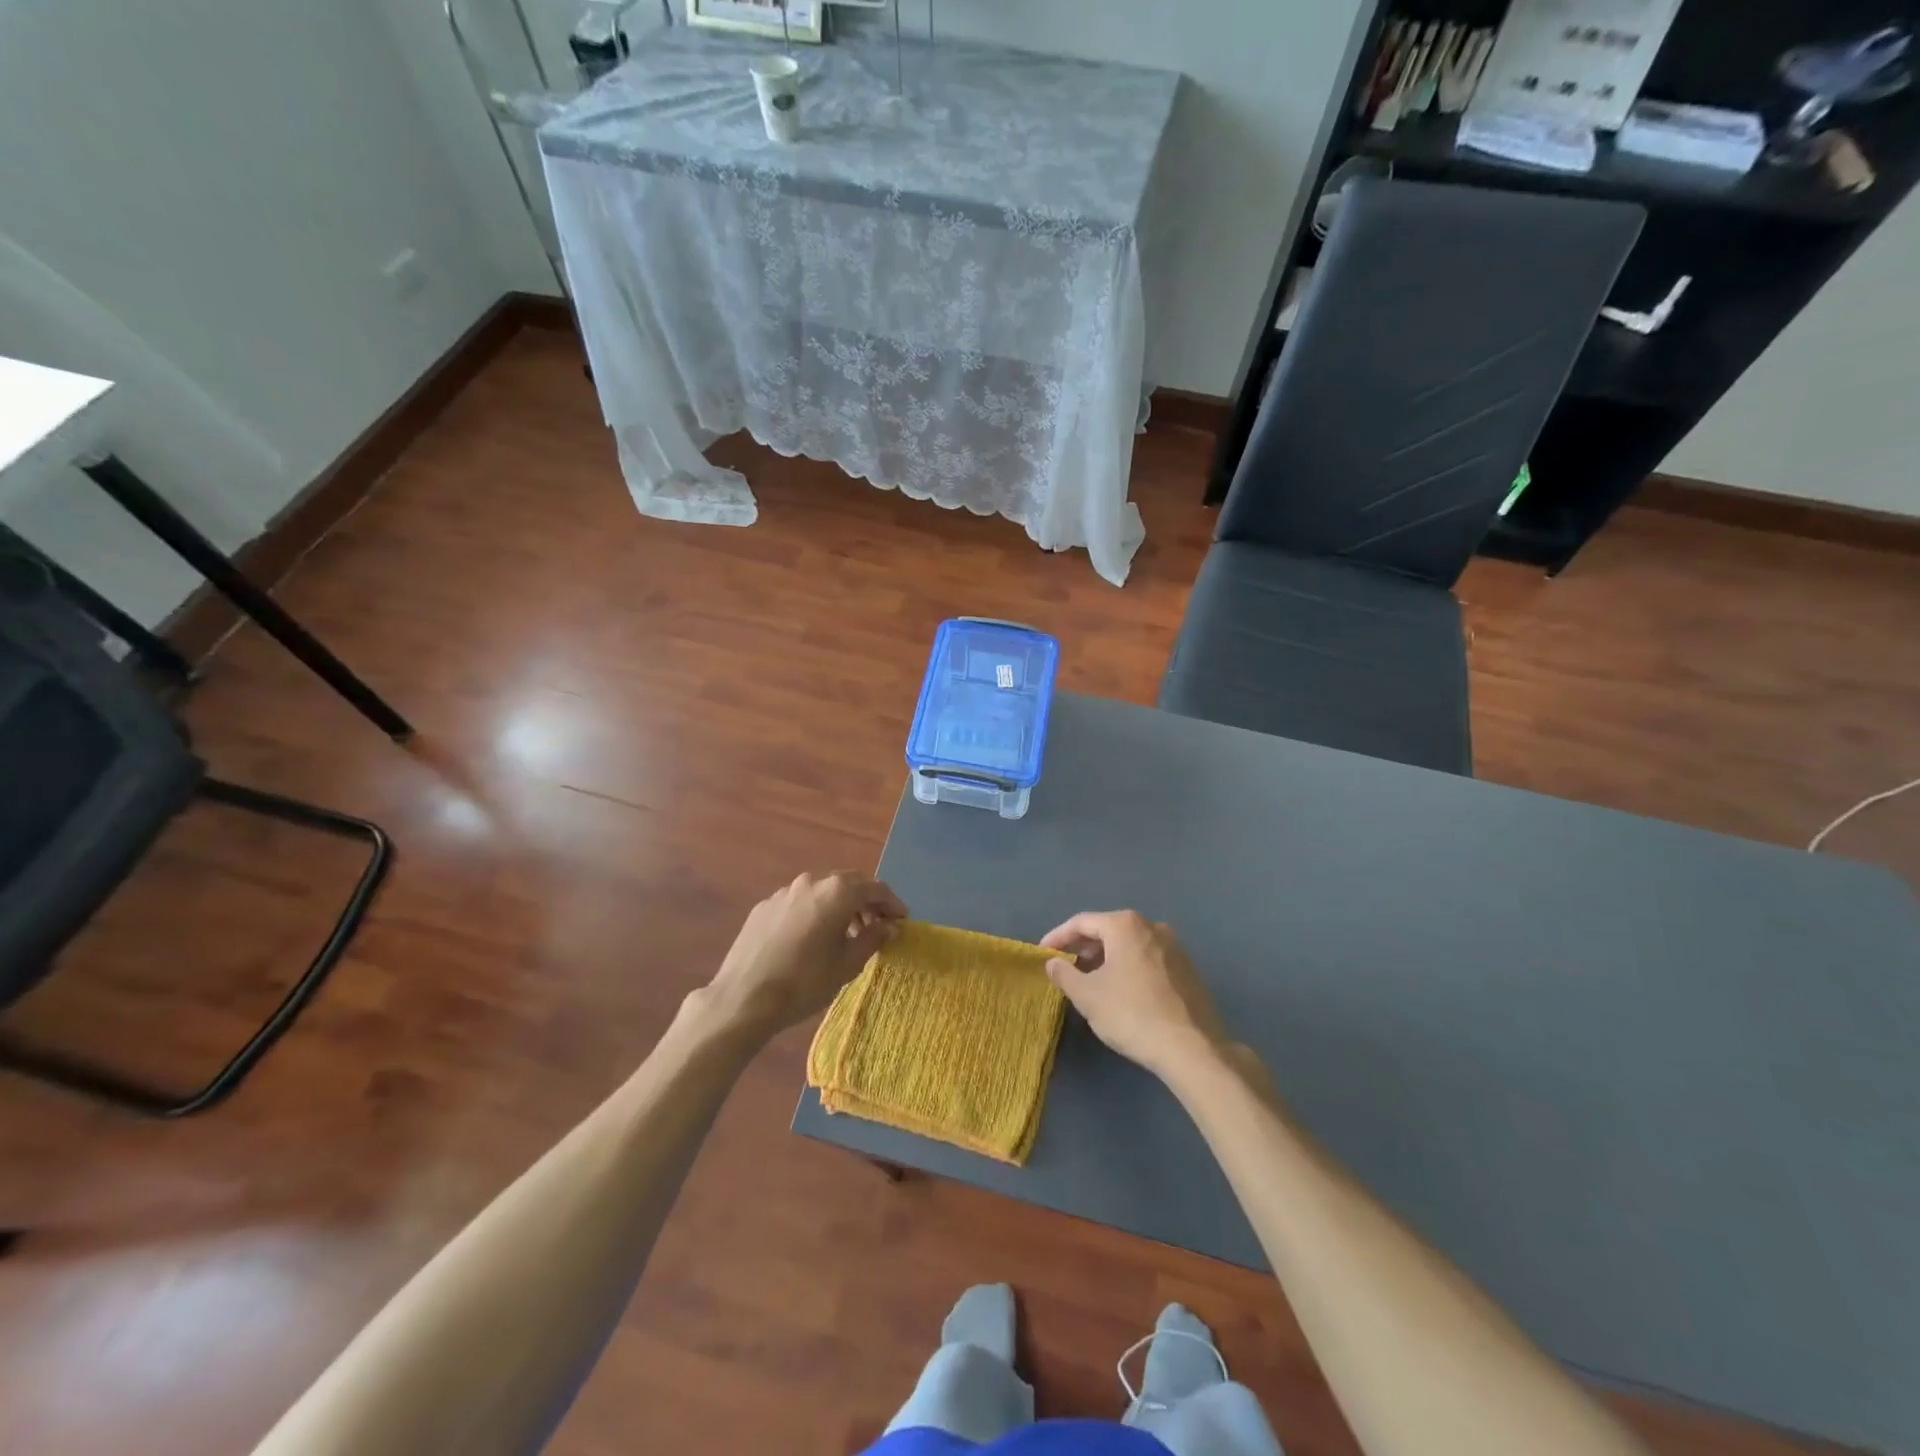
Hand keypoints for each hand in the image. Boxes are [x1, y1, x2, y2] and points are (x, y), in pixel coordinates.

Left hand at [697, 871, 907, 1040]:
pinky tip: (813, 938)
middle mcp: (812, 882)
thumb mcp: (847, 965)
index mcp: (837, 892)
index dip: (892, 903)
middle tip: (878, 925)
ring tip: (846, 934)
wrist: (743, 998)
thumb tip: (889, 926)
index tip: (902, 920)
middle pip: (848, 884)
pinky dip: (815, 912)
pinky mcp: (765, 906)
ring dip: (840, 906)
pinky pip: (799, 902)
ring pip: (822, 891)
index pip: (874, 888)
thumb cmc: (804, 982)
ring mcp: (785, 892)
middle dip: (866, 901)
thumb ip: (872, 938)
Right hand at [1041, 911, 1228, 1078]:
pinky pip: (1148, 959)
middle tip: (1065, 967)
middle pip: (1108, 930)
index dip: (1058, 937)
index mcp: (1125, 925)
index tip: (1042, 953)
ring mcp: (1174, 947)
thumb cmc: (1132, 1014)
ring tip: (1091, 981)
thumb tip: (1053, 962)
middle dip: (1083, 948)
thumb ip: (1065, 974)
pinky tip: (1122, 991)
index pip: (1081, 923)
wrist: (1193, 1048)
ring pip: (1130, 945)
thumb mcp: (1088, 996)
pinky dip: (1129, 968)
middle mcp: (1152, 926)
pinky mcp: (1188, 969)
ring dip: (1107, 959)